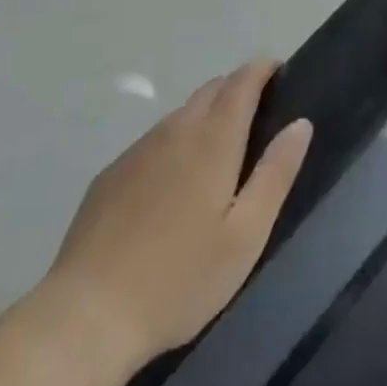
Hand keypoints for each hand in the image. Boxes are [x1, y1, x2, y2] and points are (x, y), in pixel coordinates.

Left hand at [25, 60, 311, 371]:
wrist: (86, 316)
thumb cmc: (179, 280)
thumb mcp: (245, 236)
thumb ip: (275, 174)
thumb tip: (300, 123)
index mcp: (213, 140)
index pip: (242, 82)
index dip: (262, 69)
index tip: (279, 70)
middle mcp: (175, 130)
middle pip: (211, 90)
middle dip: (237, 89)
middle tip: (258, 115)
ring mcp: (138, 150)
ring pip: (181, 114)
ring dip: (205, 116)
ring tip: (220, 151)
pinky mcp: (111, 174)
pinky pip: (154, 141)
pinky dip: (175, 143)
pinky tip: (173, 185)